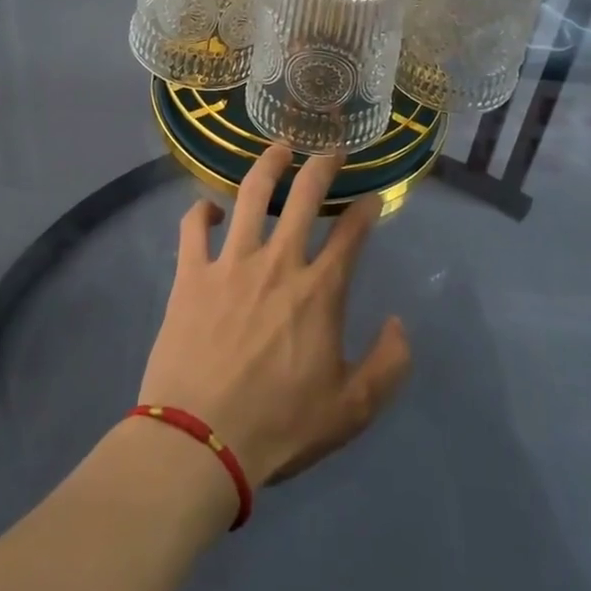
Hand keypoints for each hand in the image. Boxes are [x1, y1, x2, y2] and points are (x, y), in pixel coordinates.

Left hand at [137, 147, 411, 487]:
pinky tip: (211, 208)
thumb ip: (388, 365)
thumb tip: (399, 324)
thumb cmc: (279, 427)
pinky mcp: (191, 274)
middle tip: (331, 150)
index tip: (372, 196)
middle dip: (323, 166)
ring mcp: (231, 262)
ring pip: (252, 195)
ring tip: (278, 149)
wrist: (200, 441)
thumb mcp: (351, 410)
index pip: (351, 234)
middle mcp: (278, 263)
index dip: (366, 209)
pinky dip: (201, 211)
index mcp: (319, 291)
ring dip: (268, 165)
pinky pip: (193, 227)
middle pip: (305, 196)